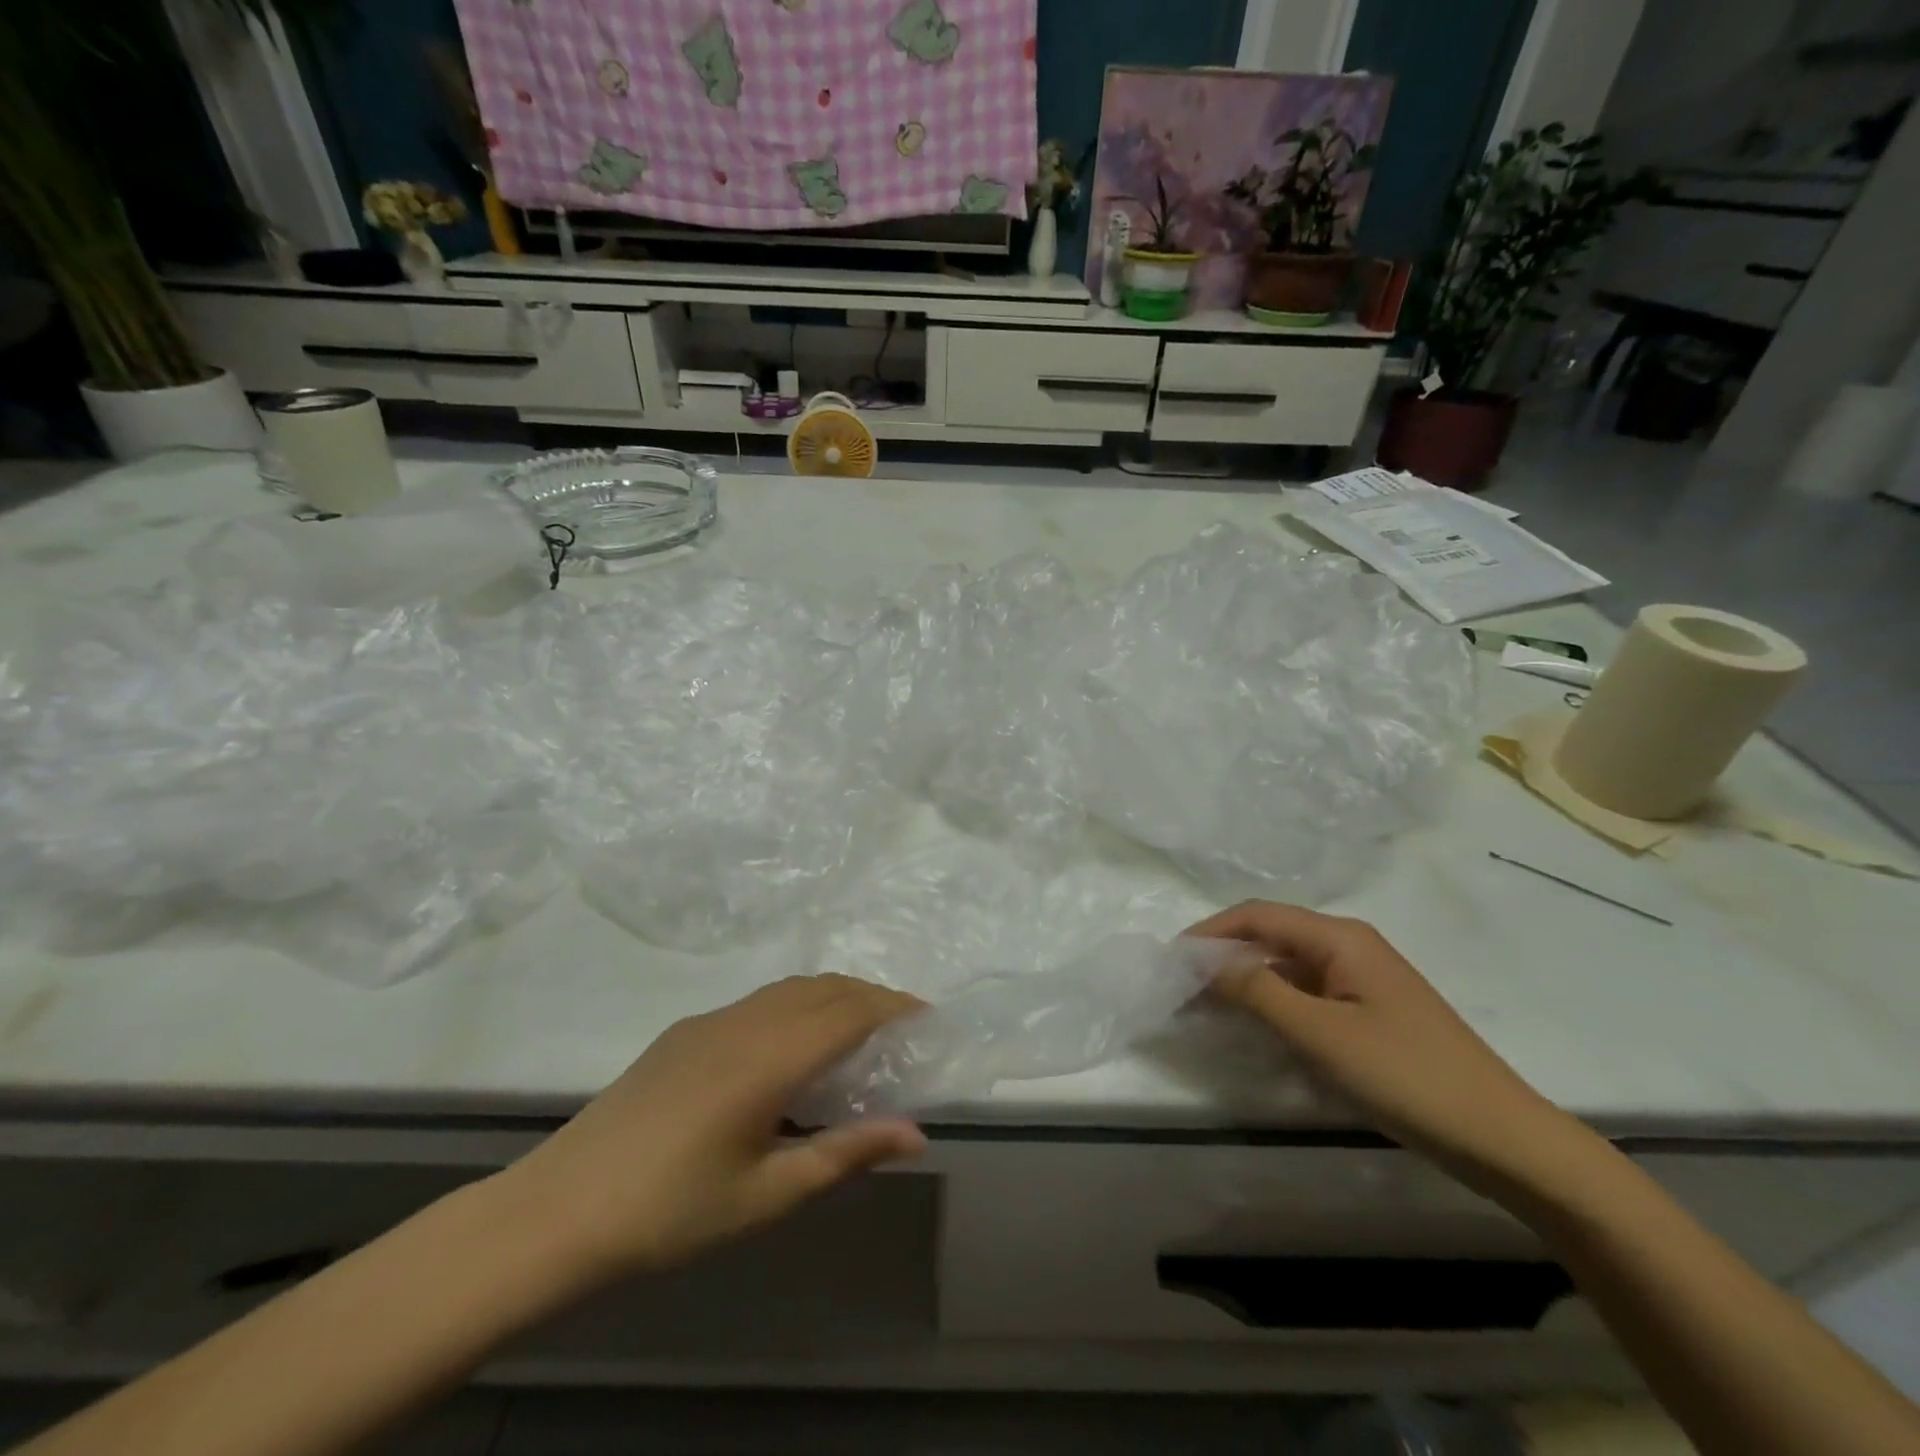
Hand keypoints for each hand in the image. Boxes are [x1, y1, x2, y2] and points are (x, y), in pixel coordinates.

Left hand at [497, 975, 926, 1285]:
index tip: (928, 1018)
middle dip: (871, 995)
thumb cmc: (672, 1211)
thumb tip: (915, 1133)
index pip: (850, 1012)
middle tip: (903, 1024)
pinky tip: (793, 1044)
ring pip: (790, 988)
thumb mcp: (769, 1194)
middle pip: (824, 988)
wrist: (559, 1210)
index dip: (894, 1007)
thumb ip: (845, 1154)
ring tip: (859, 1028)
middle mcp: (745, 1022)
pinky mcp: (685, 1032)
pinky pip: (759, 1000)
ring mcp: (710, 1021)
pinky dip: (797, 1003)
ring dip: (833, 995)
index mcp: (770, 1058)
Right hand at [1189, 901, 1591, 1196]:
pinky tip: (1257, 1029)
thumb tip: (1204, 962)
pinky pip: (1307, 995)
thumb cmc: (1407, 1076)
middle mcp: (1350, 947)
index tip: (1171, 958)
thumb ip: (1257, 992)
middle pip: (1271, 937)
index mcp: (1340, 938)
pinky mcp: (1370, 1013)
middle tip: (1182, 987)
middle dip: (1223, 956)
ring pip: (1287, 968)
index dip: (1210, 931)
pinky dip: (1274, 1005)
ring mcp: (1363, 981)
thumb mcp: (1321, 1034)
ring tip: (1207, 1008)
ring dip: (1246, 982)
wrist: (1504, 1139)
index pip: (1257, 916)